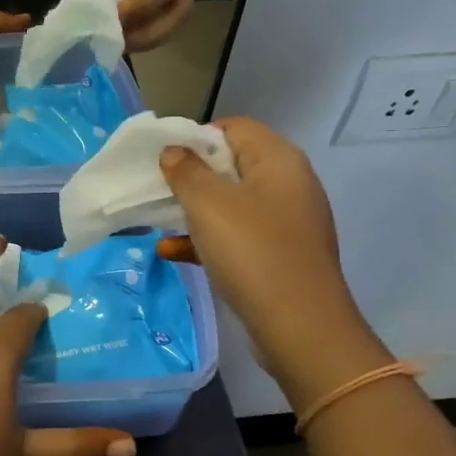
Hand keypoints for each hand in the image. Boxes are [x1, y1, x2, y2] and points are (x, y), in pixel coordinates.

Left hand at [79, 0, 194, 51]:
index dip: (145, 2)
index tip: (117, 14)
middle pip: (182, 6)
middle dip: (152, 30)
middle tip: (120, 39)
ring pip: (178, 17)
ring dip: (151, 37)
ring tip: (121, 43)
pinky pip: (167, 19)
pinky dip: (148, 34)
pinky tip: (125, 38)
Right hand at [157, 117, 352, 363]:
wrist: (299, 327)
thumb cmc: (252, 252)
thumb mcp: (209, 205)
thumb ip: (186, 171)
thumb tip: (174, 151)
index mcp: (279, 160)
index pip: (235, 128)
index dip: (196, 136)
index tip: (164, 158)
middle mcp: (288, 185)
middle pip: (232, 166)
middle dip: (190, 177)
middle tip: (156, 189)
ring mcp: (285, 224)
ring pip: (231, 205)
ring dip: (193, 211)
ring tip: (157, 221)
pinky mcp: (279, 257)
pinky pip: (237, 238)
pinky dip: (207, 241)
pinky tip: (172, 252)